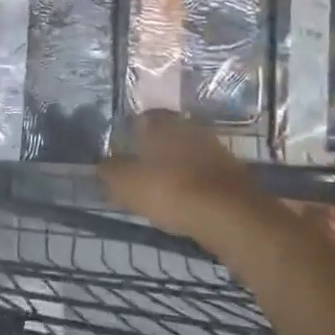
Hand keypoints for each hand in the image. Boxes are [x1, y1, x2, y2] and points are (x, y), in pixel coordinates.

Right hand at [100, 111, 272, 245]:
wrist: (231, 216)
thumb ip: (111, 172)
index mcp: (162, 123)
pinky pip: (204, 173)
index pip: (142, 118)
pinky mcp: (232, 173)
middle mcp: (190, 127)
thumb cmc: (172, 191)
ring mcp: (214, 148)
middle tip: (140, 169)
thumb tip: (101, 165)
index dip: (130, 133)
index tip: (122, 151)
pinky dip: (194, 183)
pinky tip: (186, 201)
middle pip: (167, 134)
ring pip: (187, 153)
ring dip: (176, 166)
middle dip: (154, 149)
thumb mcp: (128, 184)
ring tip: (162, 188)